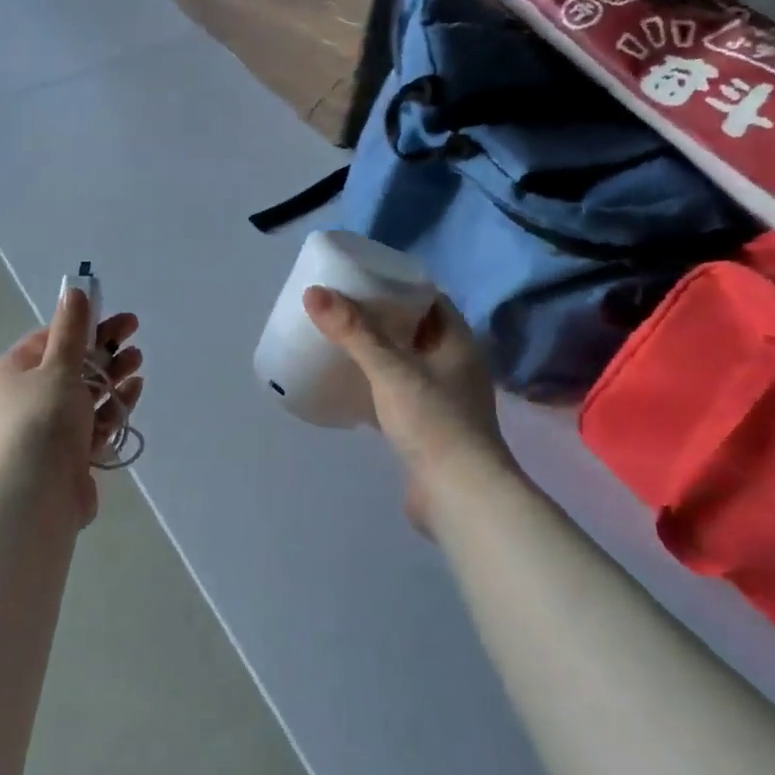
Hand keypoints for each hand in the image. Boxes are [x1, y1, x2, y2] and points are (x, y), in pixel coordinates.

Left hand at [0, 287, 143, 529]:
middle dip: (102, 349)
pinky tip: (135, 388)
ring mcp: (48, 429)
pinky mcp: (69, 454)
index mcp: (13, 374)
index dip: (81, 326)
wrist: (37, 494)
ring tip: (138, 359)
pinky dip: (113, 404)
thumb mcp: (58, 367)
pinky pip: (94, 421)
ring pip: (85, 394)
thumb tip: (73, 290)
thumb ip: (71, 330)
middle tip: (134, 331)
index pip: (48, 340)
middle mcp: (26, 399)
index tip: (111, 317)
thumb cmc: (42, 420)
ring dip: (111, 374)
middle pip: (70, 366)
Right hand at [303, 286, 510, 536]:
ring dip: (375, 352)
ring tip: (338, 339)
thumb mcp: (391, 370)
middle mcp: (454, 366)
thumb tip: (314, 292)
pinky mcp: (424, 427)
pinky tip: (346, 384)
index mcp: (457, 343)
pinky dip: (373, 384)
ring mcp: (441, 399)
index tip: (362, 278)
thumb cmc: (434, 423)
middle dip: (380, 317)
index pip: (430, 300)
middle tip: (340, 307)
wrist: (460, 496)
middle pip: (414, 329)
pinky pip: (395, 393)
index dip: (399, 285)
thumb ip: (354, 332)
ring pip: (404, 363)